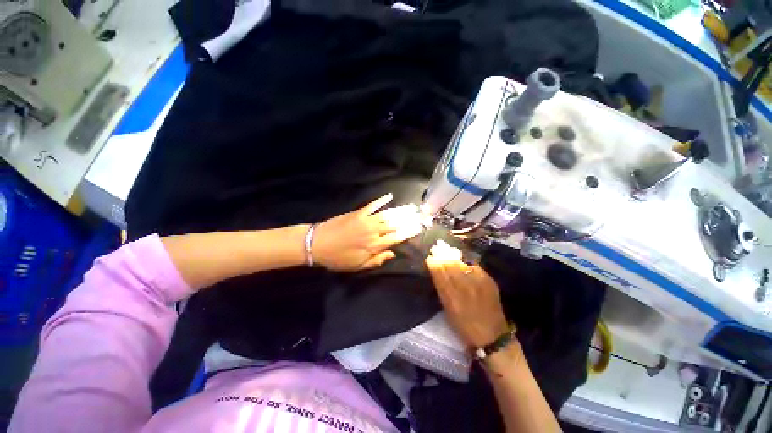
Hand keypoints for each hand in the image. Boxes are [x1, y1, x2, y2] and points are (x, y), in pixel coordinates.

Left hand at [312, 193, 422, 271]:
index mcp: (374, 245)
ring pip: (388, 214)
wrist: (317, 243)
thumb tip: (393, 253)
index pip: (397, 237)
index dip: (409, 232)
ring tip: (412, 207)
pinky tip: (389, 196)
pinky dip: (381, 200)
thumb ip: (377, 260)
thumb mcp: (358, 266)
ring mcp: (366, 220)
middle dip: (410, 219)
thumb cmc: (338, 258)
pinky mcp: (358, 213)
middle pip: (395, 224)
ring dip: (401, 210)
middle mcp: (374, 231)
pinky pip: (372, 205)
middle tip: (421, 214)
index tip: (419, 227)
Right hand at [425, 241, 509, 347]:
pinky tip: (464, 261)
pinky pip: (474, 266)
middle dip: (442, 255)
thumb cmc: (464, 326)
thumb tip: (437, 271)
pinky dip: (467, 263)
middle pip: (450, 265)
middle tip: (438, 247)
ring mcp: (478, 283)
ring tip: (448, 250)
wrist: (492, 335)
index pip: (439, 274)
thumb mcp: (448, 309)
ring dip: (453, 256)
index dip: (434, 263)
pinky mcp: (489, 281)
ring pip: (462, 263)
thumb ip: (443, 290)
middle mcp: (464, 288)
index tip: (429, 257)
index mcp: (451, 298)